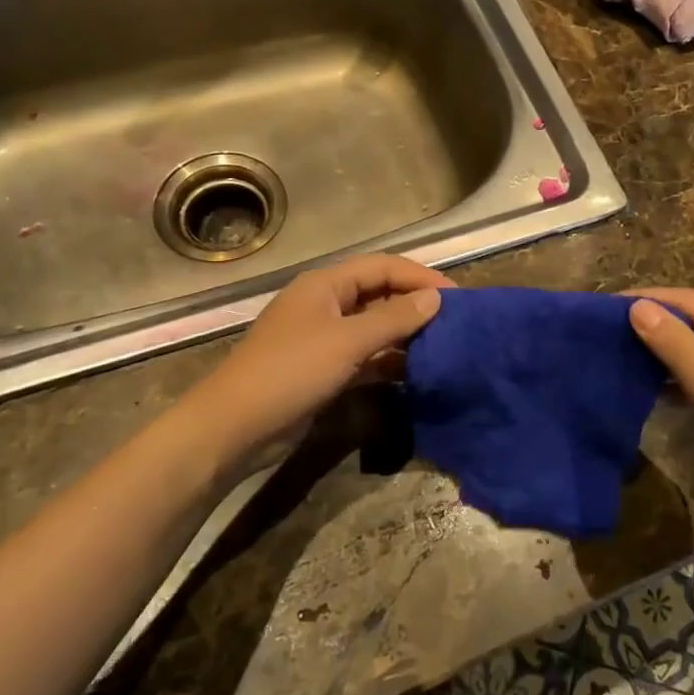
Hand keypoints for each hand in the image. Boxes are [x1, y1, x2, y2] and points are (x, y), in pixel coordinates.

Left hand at [185, 254, 450, 462]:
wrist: (236, 427)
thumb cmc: (291, 372)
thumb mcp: (347, 341)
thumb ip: (393, 319)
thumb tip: (435, 299)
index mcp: (326, 285)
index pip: (382, 267)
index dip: (420, 277)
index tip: (456, 296)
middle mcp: (326, 304)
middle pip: (379, 294)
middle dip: (415, 304)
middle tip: (455, 322)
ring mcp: (323, 338)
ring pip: (374, 327)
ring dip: (405, 334)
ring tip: (443, 346)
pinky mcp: (324, 369)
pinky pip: (365, 356)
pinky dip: (389, 361)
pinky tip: (415, 372)